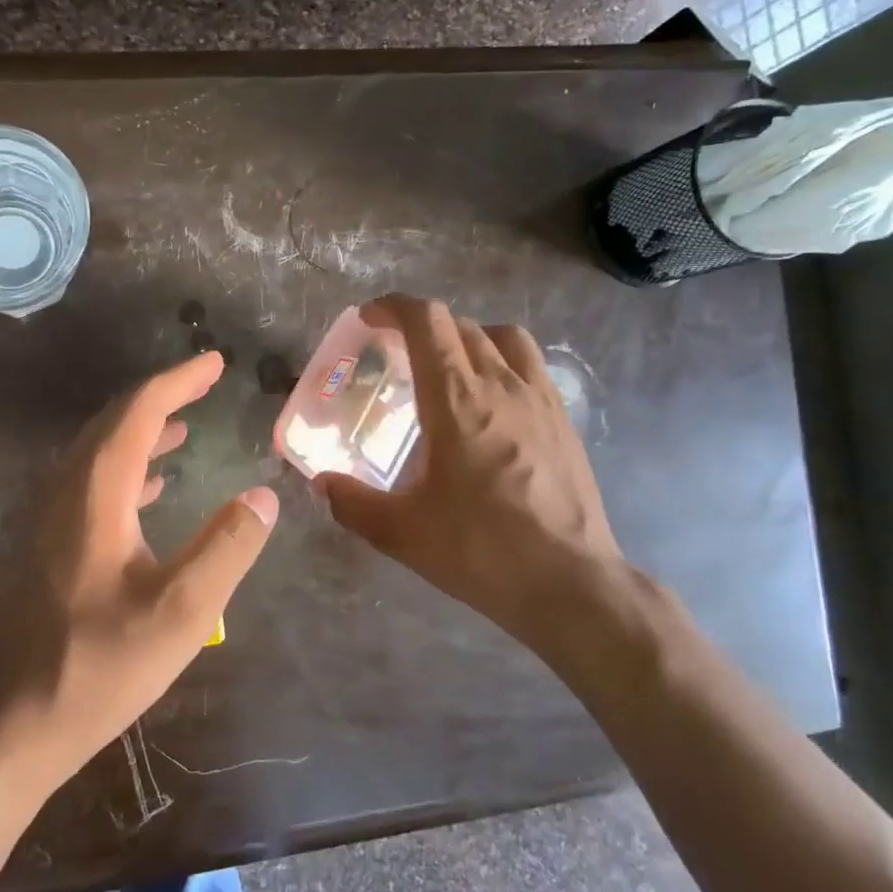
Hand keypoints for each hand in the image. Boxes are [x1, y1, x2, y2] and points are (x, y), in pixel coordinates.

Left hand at [0, 351, 276, 791]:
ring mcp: (47, 521)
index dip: (178, 382)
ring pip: (96, 454)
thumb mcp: (181, 613)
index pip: (137, 412)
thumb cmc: (96, 668)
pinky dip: (124, 470)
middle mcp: (64, 493)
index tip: (214, 363)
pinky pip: (88, 485)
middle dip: (160, 398)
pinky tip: (147, 490)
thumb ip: (227, 548)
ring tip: (182, 429)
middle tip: (203, 386)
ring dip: (140, 433)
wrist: (4, 727)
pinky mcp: (43, 549)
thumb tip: (263, 495)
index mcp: (95, 494)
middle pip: (111, 424)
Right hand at [316, 295, 643, 669]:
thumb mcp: (401, 532)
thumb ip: (352, 502)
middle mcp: (501, 385)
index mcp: (457, 399)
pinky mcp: (563, 421)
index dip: (393, 307)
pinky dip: (502, 362)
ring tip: (449, 367)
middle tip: (396, 354)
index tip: (369, 319)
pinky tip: (492, 403)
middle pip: (460, 325)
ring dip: (468, 336)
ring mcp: (540, 399)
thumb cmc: (481, 550)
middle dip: (422, 326)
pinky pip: (530, 365)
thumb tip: (322, 483)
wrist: (570, 584)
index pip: (427, 321)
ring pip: (503, 336)